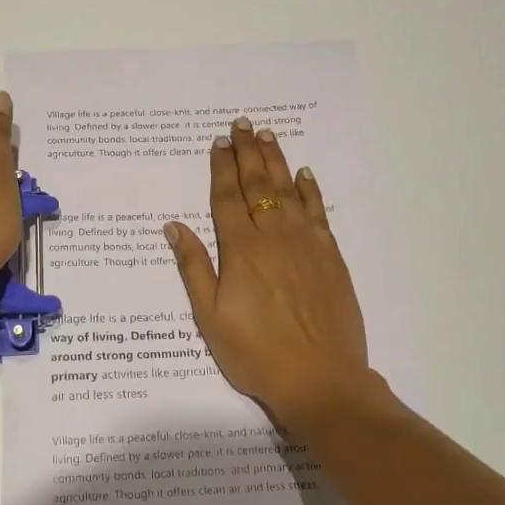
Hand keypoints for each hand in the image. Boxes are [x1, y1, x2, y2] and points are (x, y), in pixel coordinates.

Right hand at [164, 118, 371, 429]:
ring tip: (268, 136)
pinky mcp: (331, 257)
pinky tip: (304, 175)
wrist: (320, 380)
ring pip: (289, 191)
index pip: (226, 197)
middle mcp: (274, 237)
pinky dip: (310, 191)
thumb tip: (173, 226)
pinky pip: (318, 213)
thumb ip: (193, 267)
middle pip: (258, 185)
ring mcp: (306, 244)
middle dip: (248, 153)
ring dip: (277, 161)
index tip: (219, 142)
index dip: (221, 167)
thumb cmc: (255, 353)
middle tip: (242, 125)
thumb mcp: (210, 317)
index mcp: (241, 250)